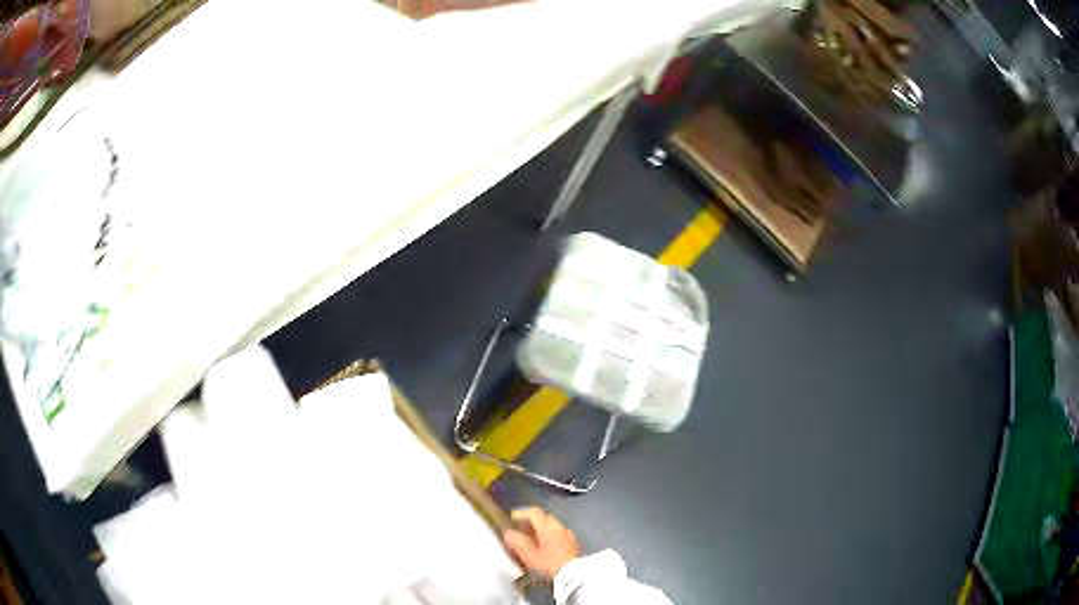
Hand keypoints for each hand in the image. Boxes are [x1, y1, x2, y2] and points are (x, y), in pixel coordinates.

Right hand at [502, 507, 579, 578]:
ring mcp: (568, 534)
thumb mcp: (529, 555)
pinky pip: (558, 534)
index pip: (534, 512)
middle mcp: (560, 526)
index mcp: (548, 526)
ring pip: (552, 526)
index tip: (512, 519)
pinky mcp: (573, 543)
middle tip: (520, 529)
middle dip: (531, 521)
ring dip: (540, 529)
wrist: (574, 575)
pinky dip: (549, 536)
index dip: (521, 513)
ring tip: (531, 539)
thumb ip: (517, 542)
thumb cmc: (549, 564)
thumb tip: (508, 533)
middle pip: (544, 517)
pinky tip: (545, 546)